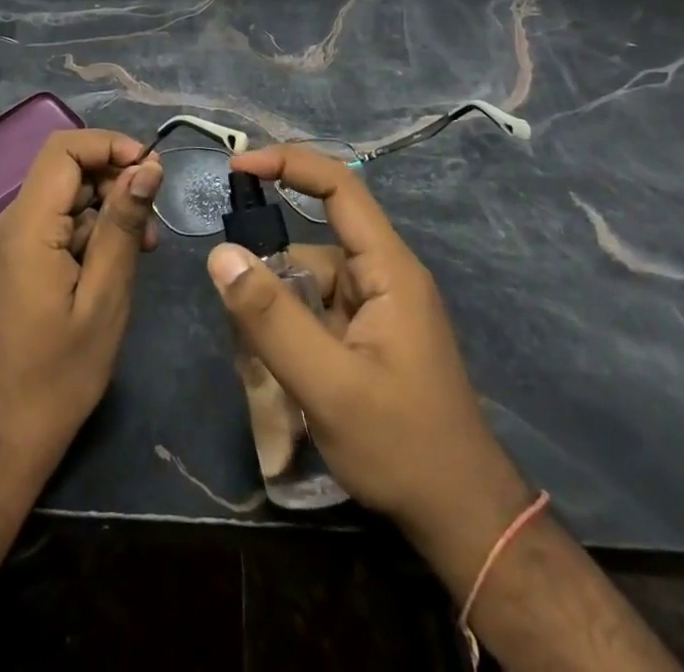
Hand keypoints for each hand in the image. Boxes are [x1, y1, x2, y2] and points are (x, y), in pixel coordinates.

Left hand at [0, 130, 163, 488]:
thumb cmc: (57, 377)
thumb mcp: (104, 298)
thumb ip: (123, 225)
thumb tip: (147, 166)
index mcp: (26, 226)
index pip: (64, 149)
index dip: (110, 145)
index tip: (151, 172)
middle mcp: (7, 225)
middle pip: (64, 172)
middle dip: (113, 183)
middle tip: (151, 227)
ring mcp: (4, 246)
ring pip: (61, 200)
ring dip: (104, 213)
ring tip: (140, 253)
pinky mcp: (8, 266)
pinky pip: (51, 228)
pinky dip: (85, 235)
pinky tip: (109, 270)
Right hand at [206, 145, 529, 558]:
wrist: (463, 519)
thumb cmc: (404, 447)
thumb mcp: (329, 386)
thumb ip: (272, 319)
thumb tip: (221, 255)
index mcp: (387, 269)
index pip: (339, 187)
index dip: (289, 164)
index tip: (238, 165)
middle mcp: (382, 276)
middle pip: (310, 245)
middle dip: (269, 275)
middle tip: (238, 322)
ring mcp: (376, 308)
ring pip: (307, 284)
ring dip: (277, 313)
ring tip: (260, 367)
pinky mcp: (367, 336)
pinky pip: (315, 313)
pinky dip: (290, 333)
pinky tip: (280, 376)